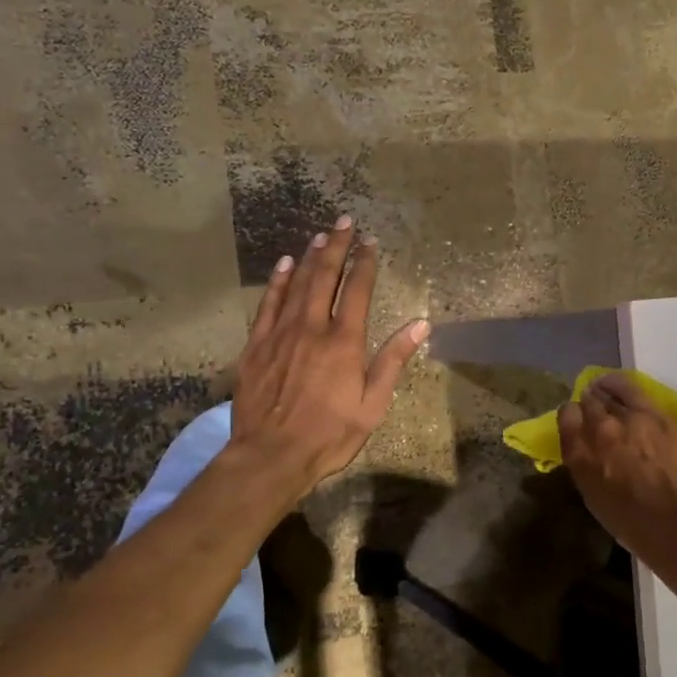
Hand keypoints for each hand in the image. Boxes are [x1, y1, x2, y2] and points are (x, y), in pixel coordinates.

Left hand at [232, 217, 428, 495]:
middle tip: (344, 222)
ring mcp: (280, 334)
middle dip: (336, 246)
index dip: (365, 263)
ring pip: (296, 284)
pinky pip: (268, 304)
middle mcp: (312, 327)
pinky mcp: (256, 345)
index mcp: (343, 341)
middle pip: (324, 276)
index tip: (370, 242)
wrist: (271, 455)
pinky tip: (284, 265)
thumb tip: (420, 324)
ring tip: (320, 236)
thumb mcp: (372, 404)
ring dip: (309, 257)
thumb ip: (393, 360)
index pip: (356, 290)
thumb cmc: (330, 434)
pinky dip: (277, 281)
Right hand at [557, 374, 676, 558]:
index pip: (566, 417)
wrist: (675, 522)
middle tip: (594, 412)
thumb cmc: (631, 522)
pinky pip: (629, 389)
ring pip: (606, 392)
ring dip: (602, 392)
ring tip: (603, 391)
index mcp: (579, 456)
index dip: (571, 417)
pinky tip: (616, 385)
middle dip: (588, 405)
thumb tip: (587, 450)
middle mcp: (598, 431)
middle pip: (586, 403)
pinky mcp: (653, 414)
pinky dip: (618, 385)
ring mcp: (626, 419)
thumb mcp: (593, 496)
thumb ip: (585, 466)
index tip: (576, 422)